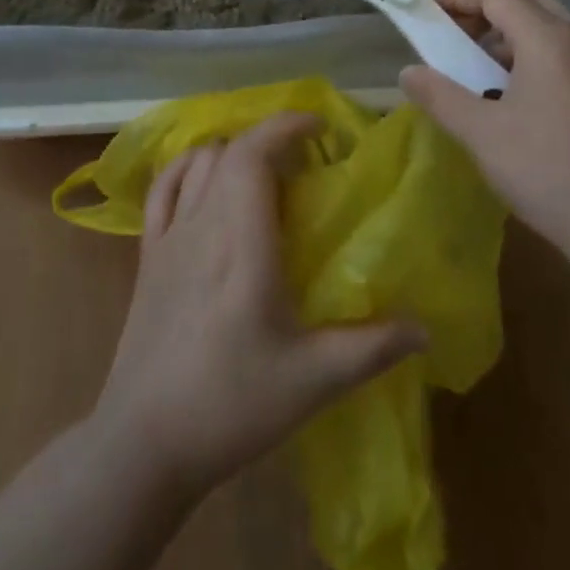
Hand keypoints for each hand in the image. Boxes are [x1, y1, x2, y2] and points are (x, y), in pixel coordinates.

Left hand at [91, 112, 426, 498]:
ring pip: (198, 162)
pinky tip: (206, 180)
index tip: (320, 126)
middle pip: (230, 150)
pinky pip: (162, 189)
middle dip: (269, 139)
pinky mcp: (147, 256)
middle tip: (305, 159)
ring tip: (265, 171)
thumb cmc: (231, 404)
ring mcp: (169, 237)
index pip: (254, 154)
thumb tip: (425, 329)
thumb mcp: (312, 381)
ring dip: (234, 151)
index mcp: (243, 241)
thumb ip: (371, 348)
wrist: (144, 443)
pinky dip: (186, 167)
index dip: (285, 126)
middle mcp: (203, 224)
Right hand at [398, 0, 569, 260]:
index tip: (427, 12)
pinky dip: (531, 51)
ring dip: (507, 31)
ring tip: (477, 68)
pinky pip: (563, 48)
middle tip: (453, 35)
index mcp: (548, 39)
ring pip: (547, 22)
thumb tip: (407, 72)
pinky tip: (512, 93)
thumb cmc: (548, 171)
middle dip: (484, 7)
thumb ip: (440, 95)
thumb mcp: (482, 134)